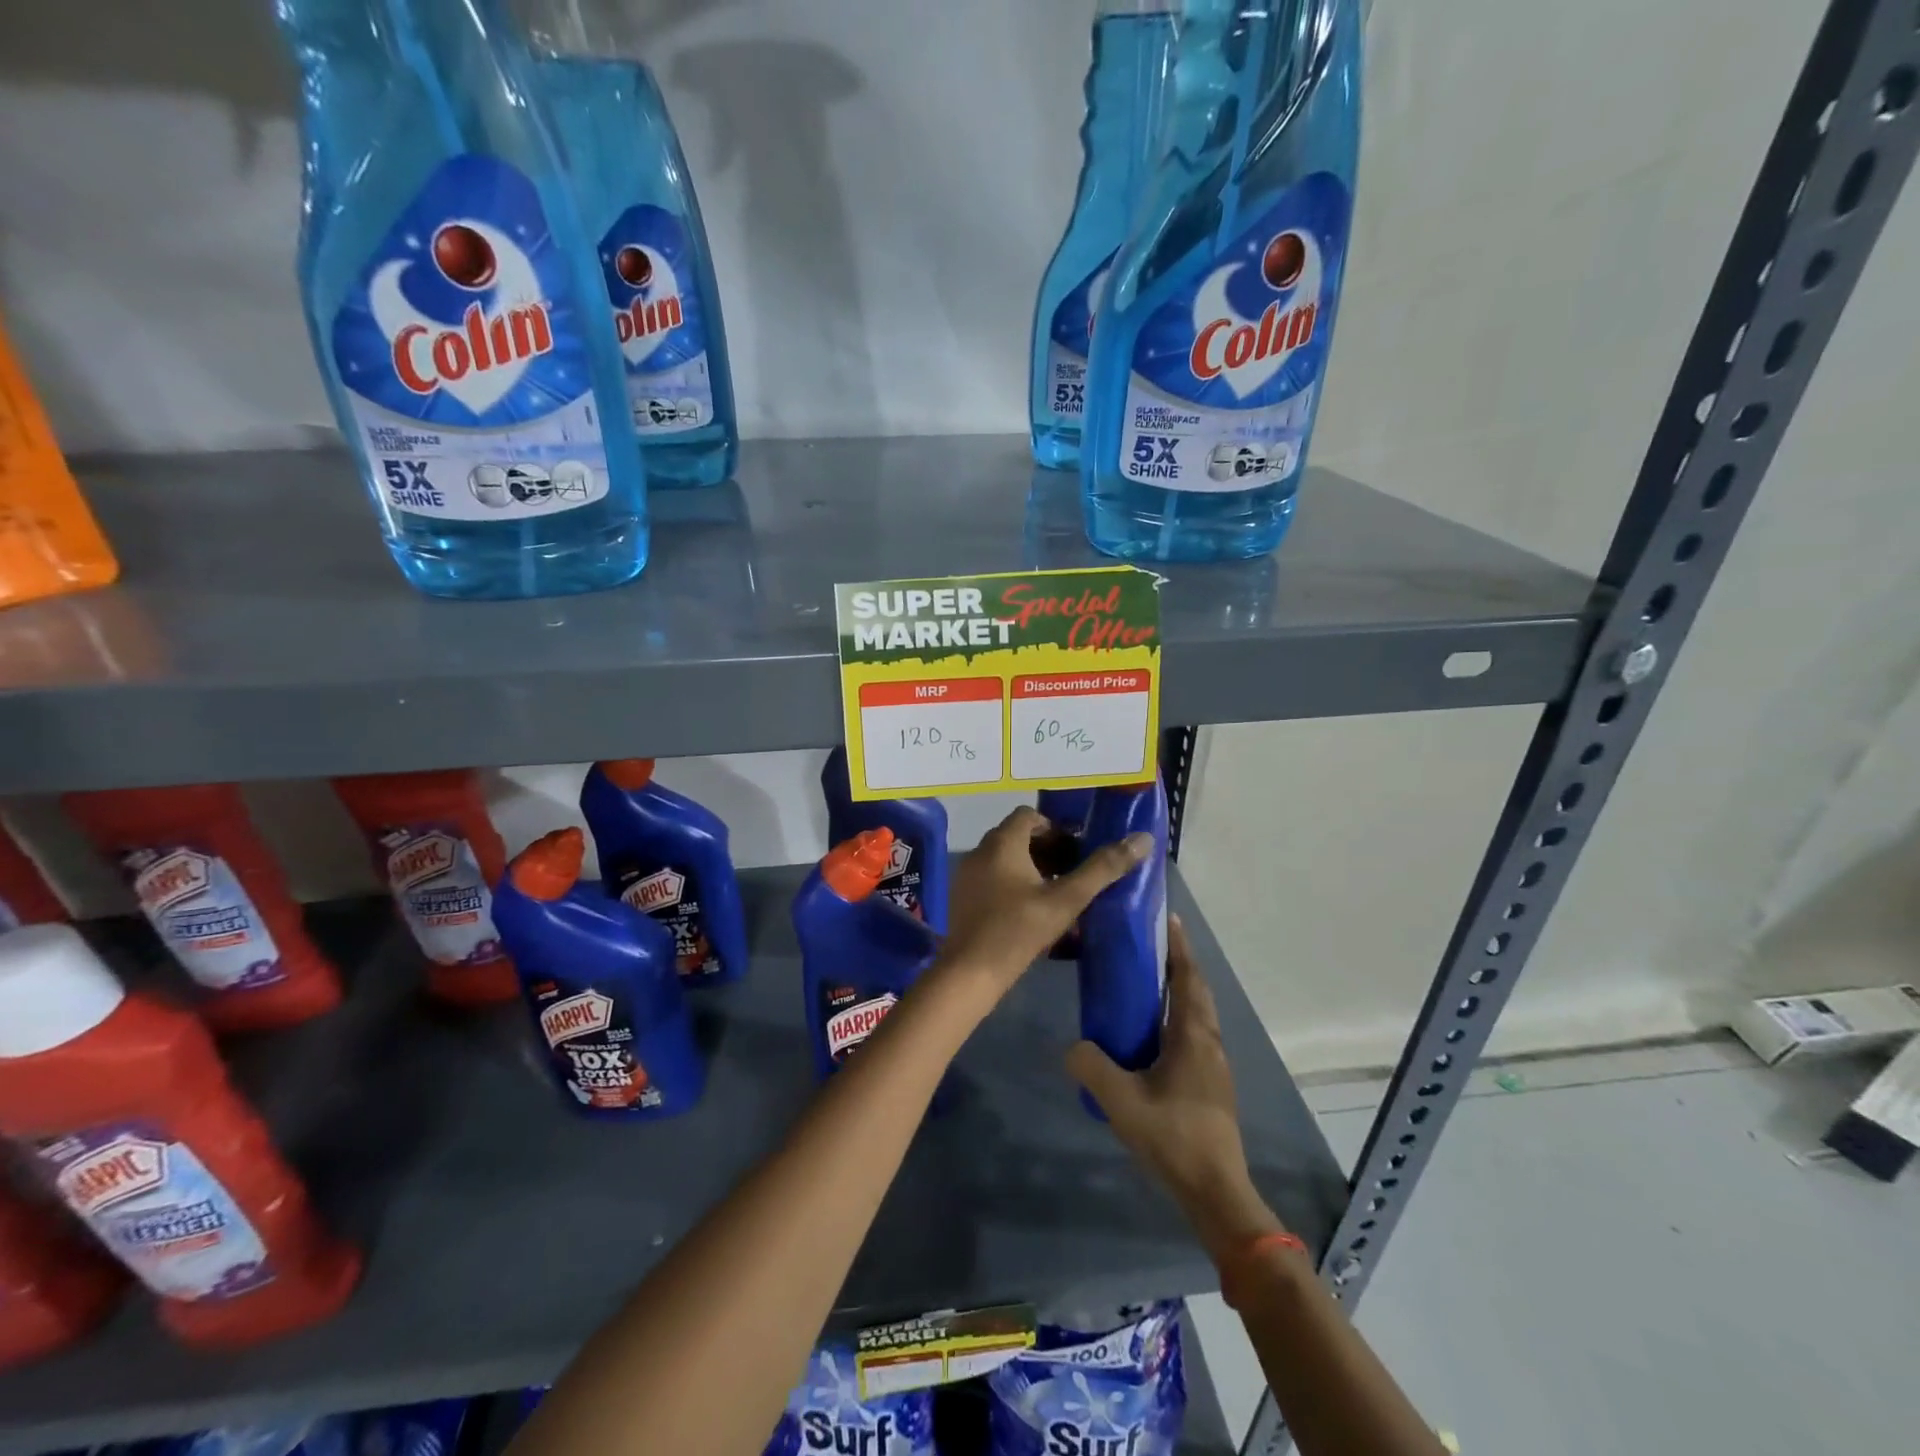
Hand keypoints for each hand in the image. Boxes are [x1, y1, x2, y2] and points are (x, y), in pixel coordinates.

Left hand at [937, 806, 1151, 1005]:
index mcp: (1002, 842)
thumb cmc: (1020, 930)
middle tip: (1072, 872)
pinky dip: (1013, 883)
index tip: (1077, 851)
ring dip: (1031, 867)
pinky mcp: (963, 896)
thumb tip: (1142, 839)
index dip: (1056, 829)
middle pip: (1017, 836)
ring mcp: (967, 874)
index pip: (1029, 816)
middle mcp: (980, 851)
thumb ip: (1103, 868)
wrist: (971, 972)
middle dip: (1047, 849)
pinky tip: (1031, 910)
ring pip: (1004, 858)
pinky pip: (992, 877)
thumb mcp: (1067, 899)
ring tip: (1057, 892)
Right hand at [1067, 914, 1284, 1262]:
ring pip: (1198, 1015)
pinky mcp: (1212, 1085)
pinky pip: (1195, 1035)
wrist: (1216, 1192)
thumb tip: (1073, 1047)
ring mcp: (1214, 1066)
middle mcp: (1208, 1043)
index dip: (1179, 948)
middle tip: (1151, 947)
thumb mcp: (1122, 1102)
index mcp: (1192, 1036)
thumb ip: (1092, 1068)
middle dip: (1179, 964)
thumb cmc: (1173, 1137)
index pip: (1187, 979)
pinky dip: (1179, 1017)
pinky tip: (1154, 1035)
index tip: (1169, 920)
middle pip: (1197, 992)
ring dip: (1180, 991)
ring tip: (1149, 984)